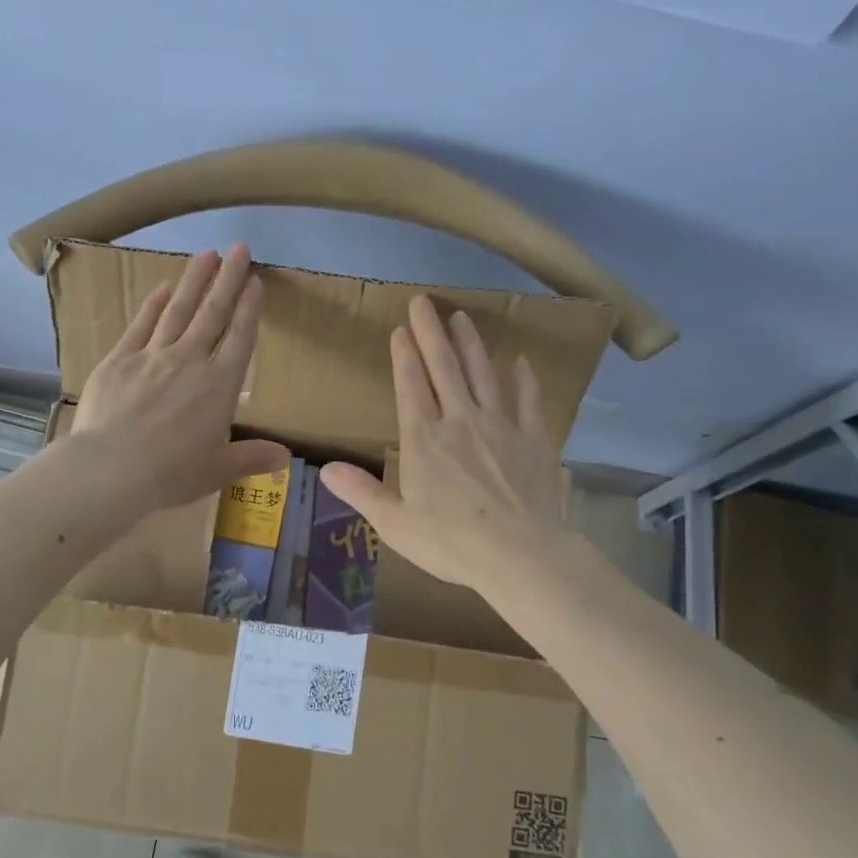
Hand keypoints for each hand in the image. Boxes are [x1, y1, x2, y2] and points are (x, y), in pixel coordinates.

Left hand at [71, 243, 289, 512]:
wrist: (111, 469)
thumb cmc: (171, 472)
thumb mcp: (219, 469)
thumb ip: (253, 457)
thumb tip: (286, 458)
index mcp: (219, 386)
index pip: (240, 338)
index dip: (250, 308)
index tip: (256, 281)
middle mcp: (190, 361)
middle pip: (213, 313)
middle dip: (228, 279)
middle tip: (239, 248)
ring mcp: (152, 356)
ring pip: (179, 310)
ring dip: (194, 281)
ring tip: (207, 254)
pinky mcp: (119, 360)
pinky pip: (141, 325)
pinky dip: (153, 305)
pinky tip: (162, 287)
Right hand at [321, 295, 564, 596]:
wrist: (521, 555)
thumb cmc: (452, 542)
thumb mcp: (395, 524)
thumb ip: (361, 492)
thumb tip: (324, 469)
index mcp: (424, 440)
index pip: (411, 386)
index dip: (405, 355)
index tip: (401, 329)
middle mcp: (460, 421)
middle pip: (444, 368)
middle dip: (431, 332)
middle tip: (424, 302)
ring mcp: (500, 426)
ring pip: (483, 374)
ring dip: (471, 344)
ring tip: (462, 318)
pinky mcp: (533, 439)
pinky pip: (528, 401)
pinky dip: (524, 380)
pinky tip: (520, 362)